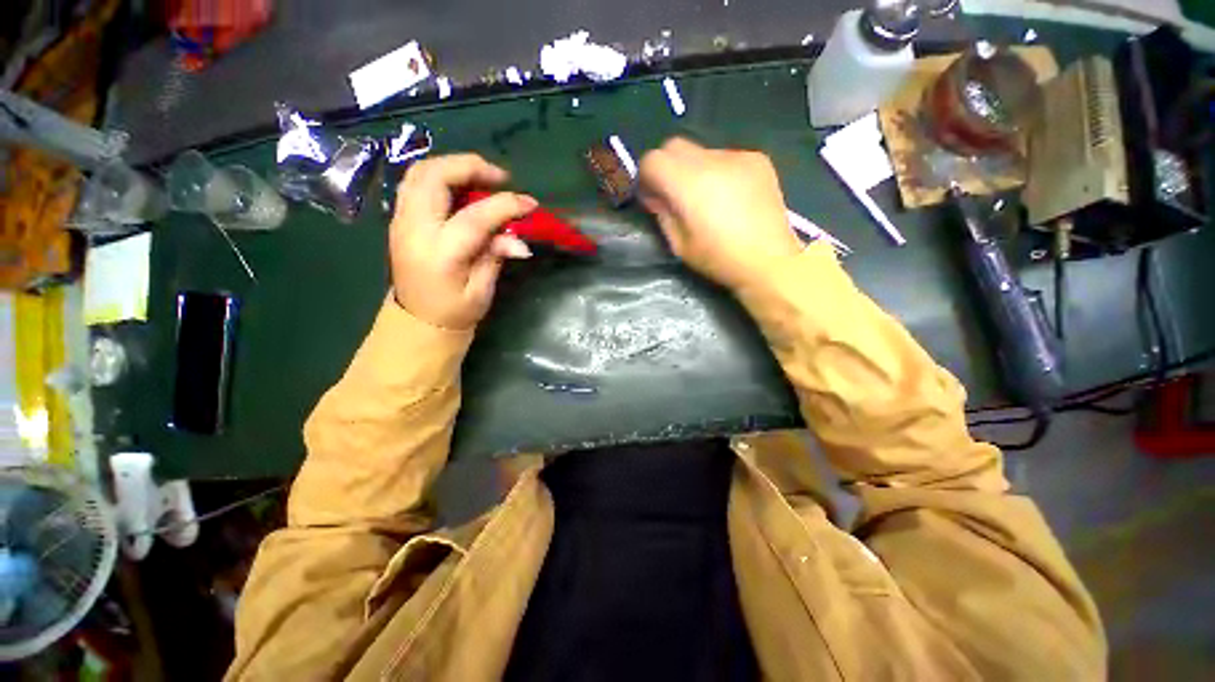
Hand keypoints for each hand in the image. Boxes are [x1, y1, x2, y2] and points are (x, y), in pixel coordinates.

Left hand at [390, 154, 536, 328]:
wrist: (416, 322)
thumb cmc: (454, 312)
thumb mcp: (482, 290)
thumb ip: (496, 256)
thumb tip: (520, 240)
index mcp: (440, 253)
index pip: (474, 217)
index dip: (505, 205)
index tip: (530, 204)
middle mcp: (414, 229)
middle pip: (434, 176)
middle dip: (470, 167)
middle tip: (500, 178)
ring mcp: (401, 220)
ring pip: (419, 172)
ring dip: (453, 166)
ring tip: (482, 177)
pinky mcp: (399, 219)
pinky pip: (415, 183)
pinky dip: (441, 176)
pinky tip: (462, 187)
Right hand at [639, 138, 803, 289]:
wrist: (770, 260)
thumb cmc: (719, 259)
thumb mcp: (679, 245)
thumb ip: (663, 213)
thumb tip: (656, 196)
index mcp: (689, 184)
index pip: (652, 159)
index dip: (646, 177)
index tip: (653, 197)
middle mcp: (712, 160)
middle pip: (674, 146)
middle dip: (667, 168)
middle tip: (675, 195)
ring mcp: (738, 156)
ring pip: (701, 151)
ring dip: (693, 170)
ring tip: (707, 199)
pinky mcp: (757, 159)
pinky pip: (725, 157)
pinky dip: (718, 171)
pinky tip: (729, 196)